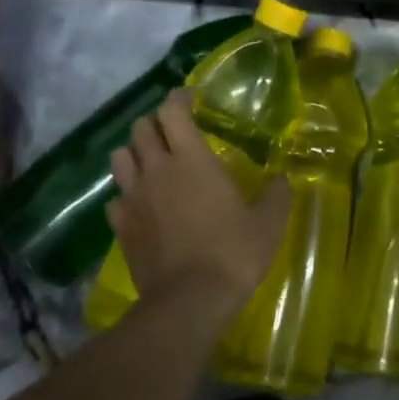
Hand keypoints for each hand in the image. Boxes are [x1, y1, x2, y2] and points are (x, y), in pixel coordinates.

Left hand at [109, 91, 291, 310]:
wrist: (189, 301)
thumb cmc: (233, 254)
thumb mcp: (269, 224)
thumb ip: (276, 196)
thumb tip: (281, 181)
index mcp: (192, 159)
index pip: (173, 111)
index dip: (180, 98)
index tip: (192, 99)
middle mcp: (157, 170)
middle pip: (141, 128)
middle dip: (156, 123)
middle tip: (175, 132)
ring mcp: (133, 197)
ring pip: (120, 157)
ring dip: (135, 152)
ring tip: (153, 163)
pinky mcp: (120, 226)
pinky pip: (116, 197)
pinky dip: (127, 193)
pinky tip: (143, 205)